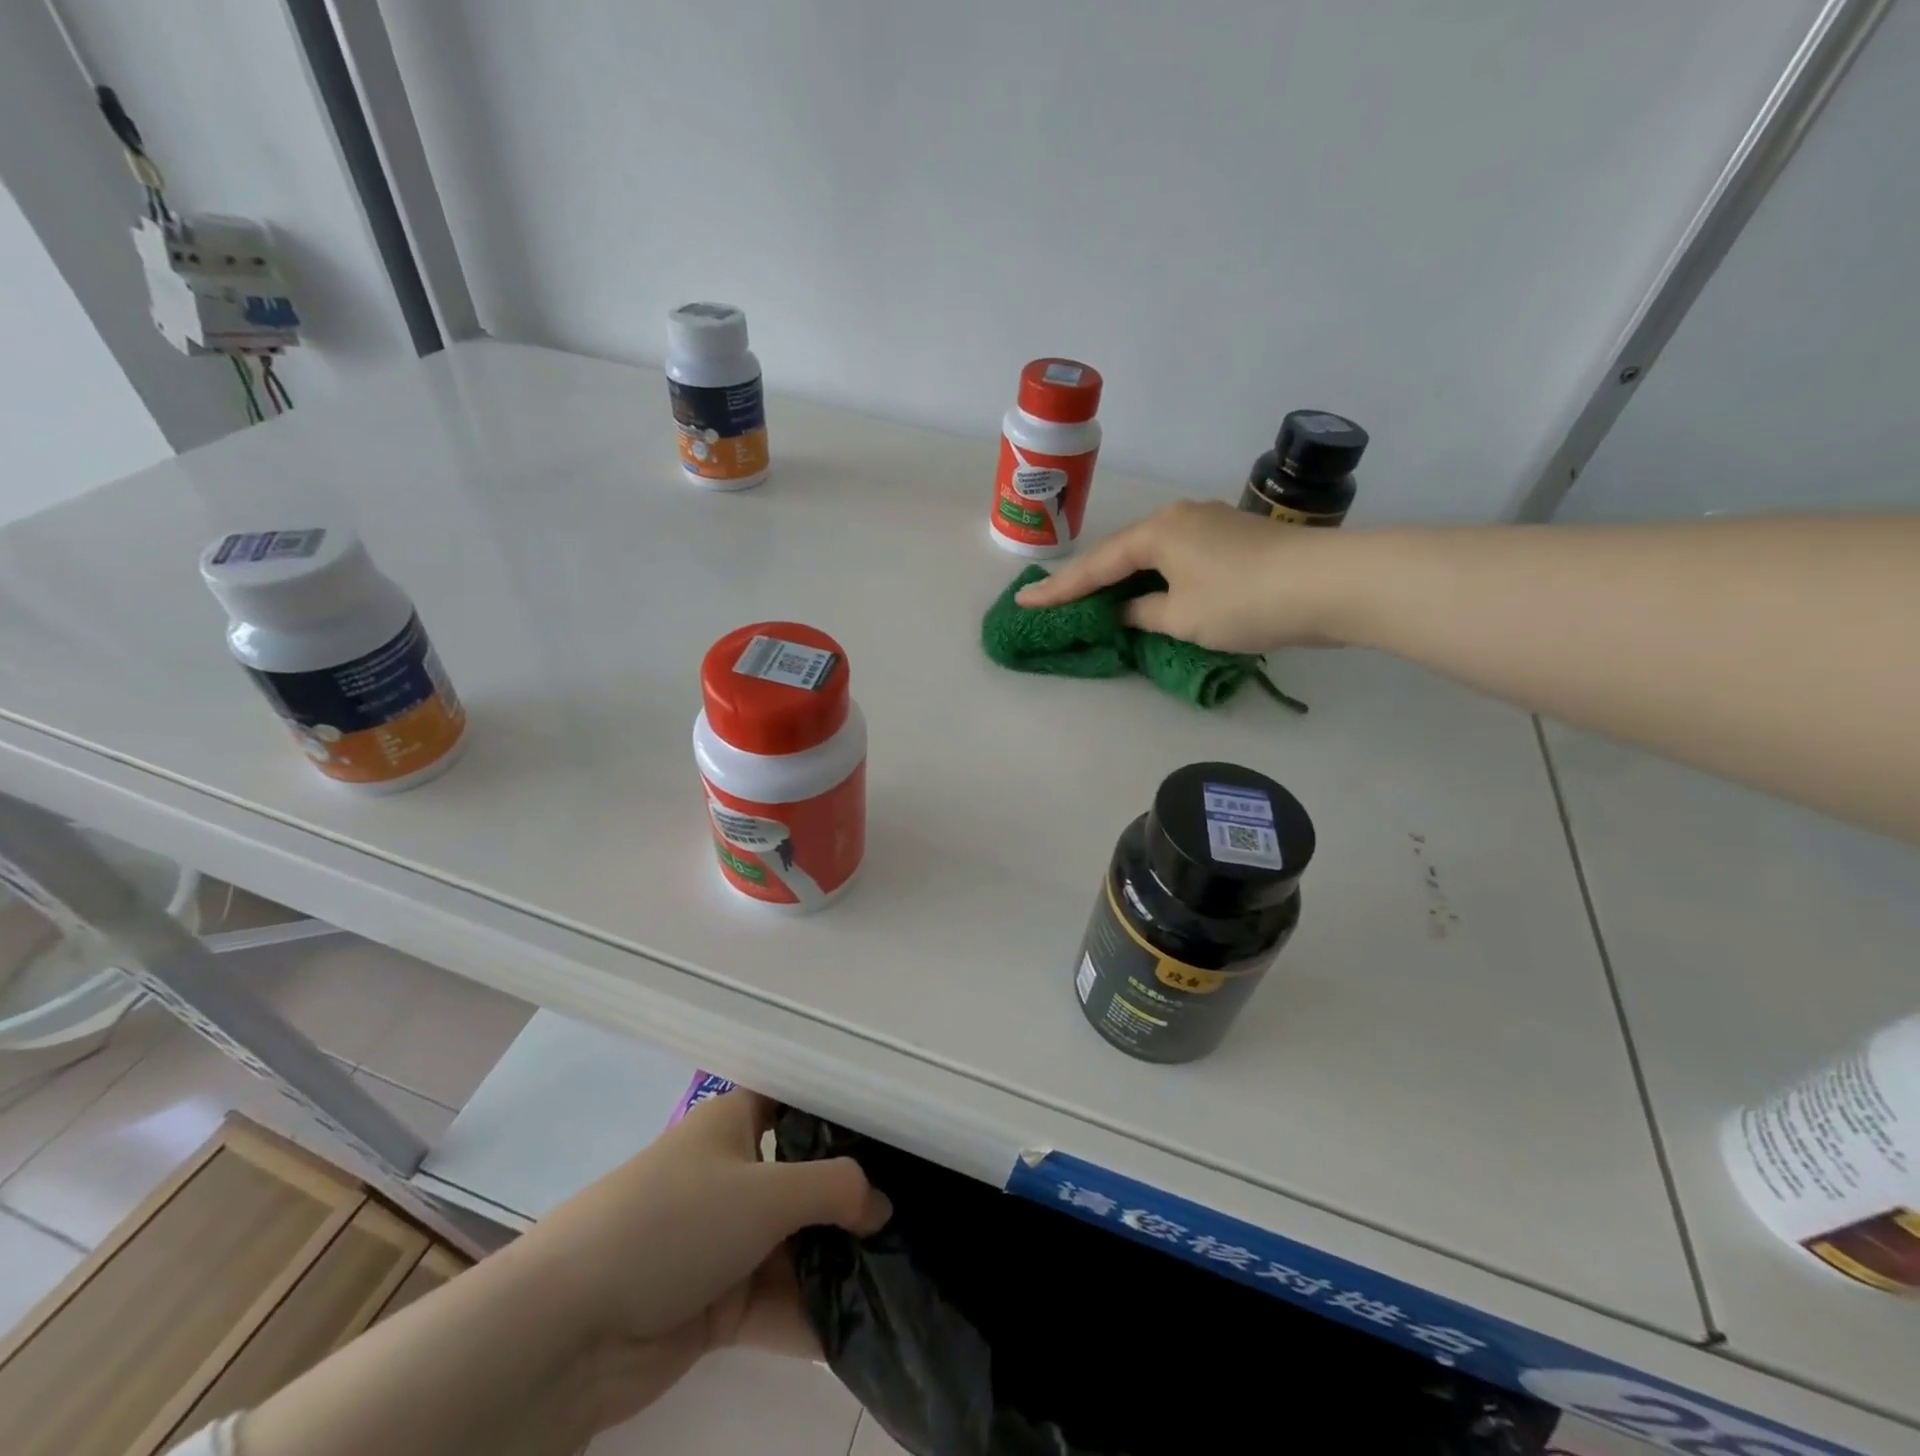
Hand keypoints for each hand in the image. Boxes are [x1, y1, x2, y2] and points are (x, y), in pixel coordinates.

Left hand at [507, 1089, 889, 1428]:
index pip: (796, 1102)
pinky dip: (810, 1315)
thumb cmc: (675, 1223)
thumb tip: (883, 1205)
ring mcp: (722, 1242)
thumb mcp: (767, 1192)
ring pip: (793, 1246)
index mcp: (734, 1123)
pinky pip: (775, 1302)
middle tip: (912, 1214)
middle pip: (803, 1179)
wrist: (567, 1330)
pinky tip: (861, 1329)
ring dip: (836, 1264)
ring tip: (901, 1275)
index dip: (841, 1112)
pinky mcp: (713, 1304)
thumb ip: (836, 1191)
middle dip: (851, 1200)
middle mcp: (731, 1174)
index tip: (896, 1129)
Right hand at [1015, 499, 1349, 652]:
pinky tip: (1156, 595)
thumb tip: (1129, 610)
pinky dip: (1161, 580)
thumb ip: (1144, 613)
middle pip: (1123, 553)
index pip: (1097, 566)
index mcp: (1158, 532)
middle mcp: (1179, 518)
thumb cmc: (1243, 600)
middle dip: (1092, 580)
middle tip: (1058, 601)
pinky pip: (1181, 560)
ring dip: (1129, 580)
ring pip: (1155, 555)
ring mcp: (1211, 524)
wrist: (1330, 583)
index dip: (1060, 589)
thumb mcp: (1182, 617)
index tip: (1025, 601)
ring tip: (1103, 601)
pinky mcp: (1236, 539)